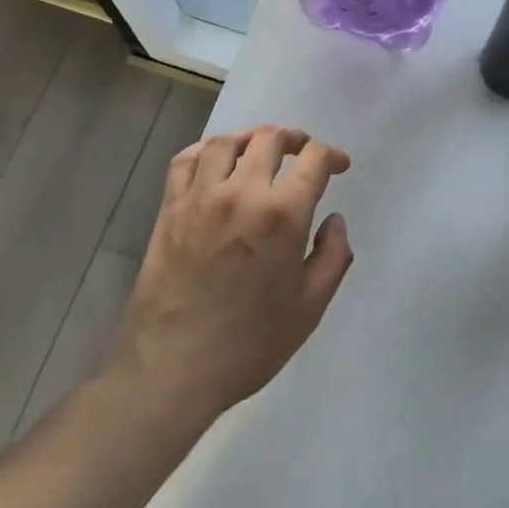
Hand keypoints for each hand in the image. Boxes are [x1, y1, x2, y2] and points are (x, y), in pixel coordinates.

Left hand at [112, 126, 353, 423]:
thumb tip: (334, 220)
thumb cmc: (249, 344)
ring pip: (226, 142)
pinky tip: (216, 159)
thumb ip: (333, 257)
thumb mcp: (310, 308)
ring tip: (261, 147)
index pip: (313, 160)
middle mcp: (241, 193)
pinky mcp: (170, 210)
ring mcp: (200, 198)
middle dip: (294, 138)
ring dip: (250, 137)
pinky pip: (185, 161)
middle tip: (303, 150)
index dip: (332, 155)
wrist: (172, 370)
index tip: (339, 165)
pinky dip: (204, 149)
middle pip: (269, 139)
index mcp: (281, 215)